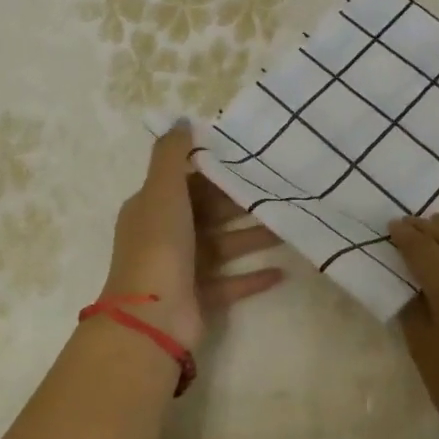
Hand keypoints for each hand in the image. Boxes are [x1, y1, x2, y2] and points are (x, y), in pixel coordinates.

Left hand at [99, 124, 284, 349]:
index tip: (250, 160)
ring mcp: (181, 270)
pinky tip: (283, 272)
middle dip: (240, 204)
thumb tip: (182, 121)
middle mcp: (164, 236)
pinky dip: (253, 277)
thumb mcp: (162, 190)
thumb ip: (171, 155)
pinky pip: (231, 283)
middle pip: (208, 214)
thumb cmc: (158, 246)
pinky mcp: (199, 298)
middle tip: (278, 191)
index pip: (186, 182)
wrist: (151, 318)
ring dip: (252, 237)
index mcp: (152, 208)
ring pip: (223, 246)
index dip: (214, 171)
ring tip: (287, 228)